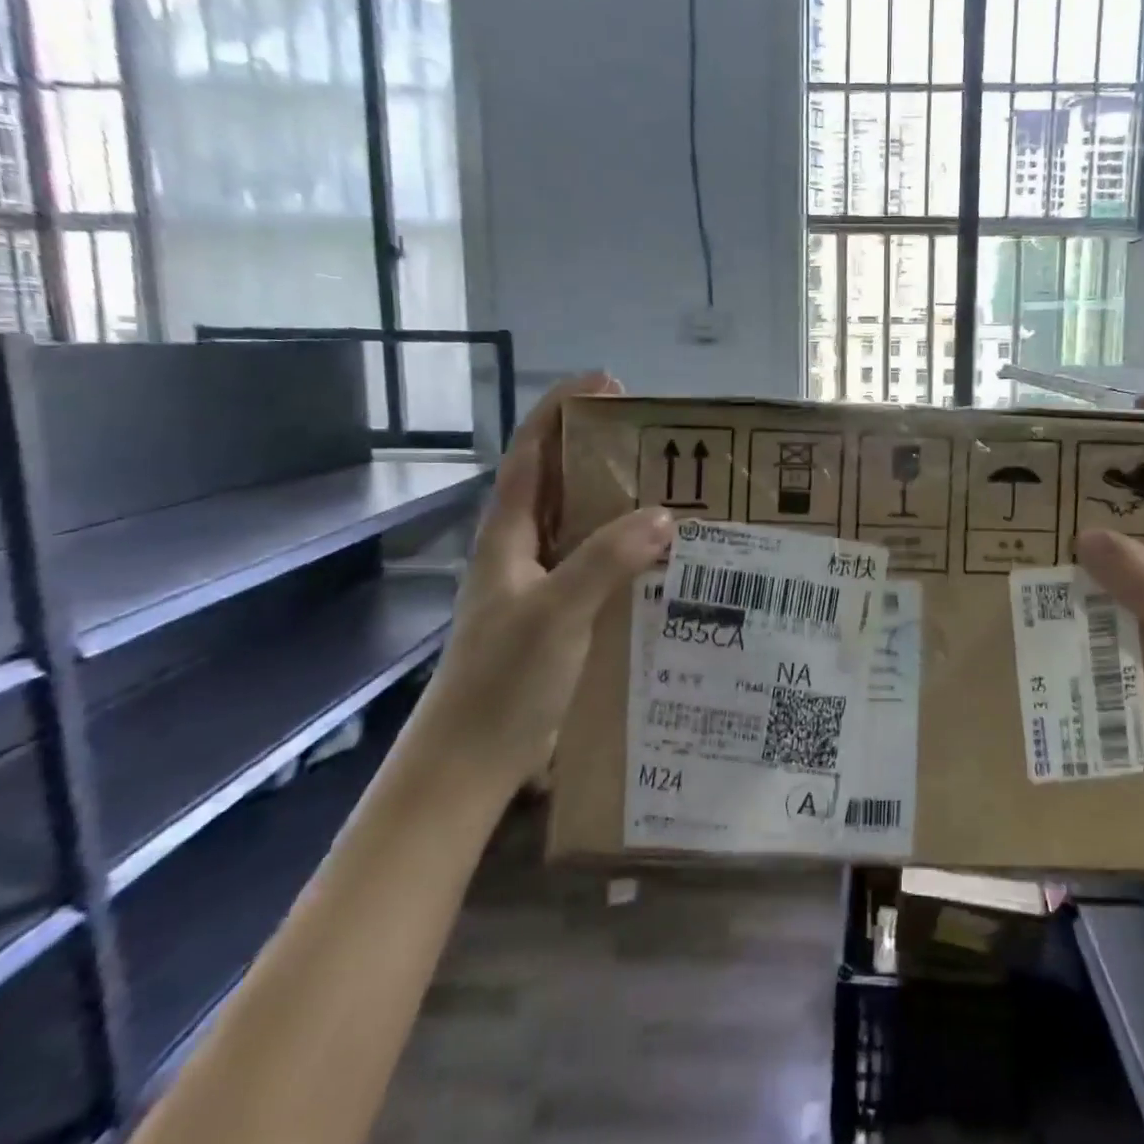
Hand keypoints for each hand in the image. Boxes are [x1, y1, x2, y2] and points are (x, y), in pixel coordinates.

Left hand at [415, 372, 672, 790]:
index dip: (562, 411)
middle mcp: (521, 549)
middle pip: (559, 482)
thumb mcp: (557, 612)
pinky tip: (663, 558)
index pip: (532, 453)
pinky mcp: (558, 615)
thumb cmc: (502, 679)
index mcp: (508, 535)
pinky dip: (626, 550)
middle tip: (659, 440)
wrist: (471, 761)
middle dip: (600, 450)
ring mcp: (538, 584)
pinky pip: (596, 565)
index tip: (607, 382)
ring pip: (581, 525)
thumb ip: (607, 560)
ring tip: (672, 488)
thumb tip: (664, 515)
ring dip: (618, 502)